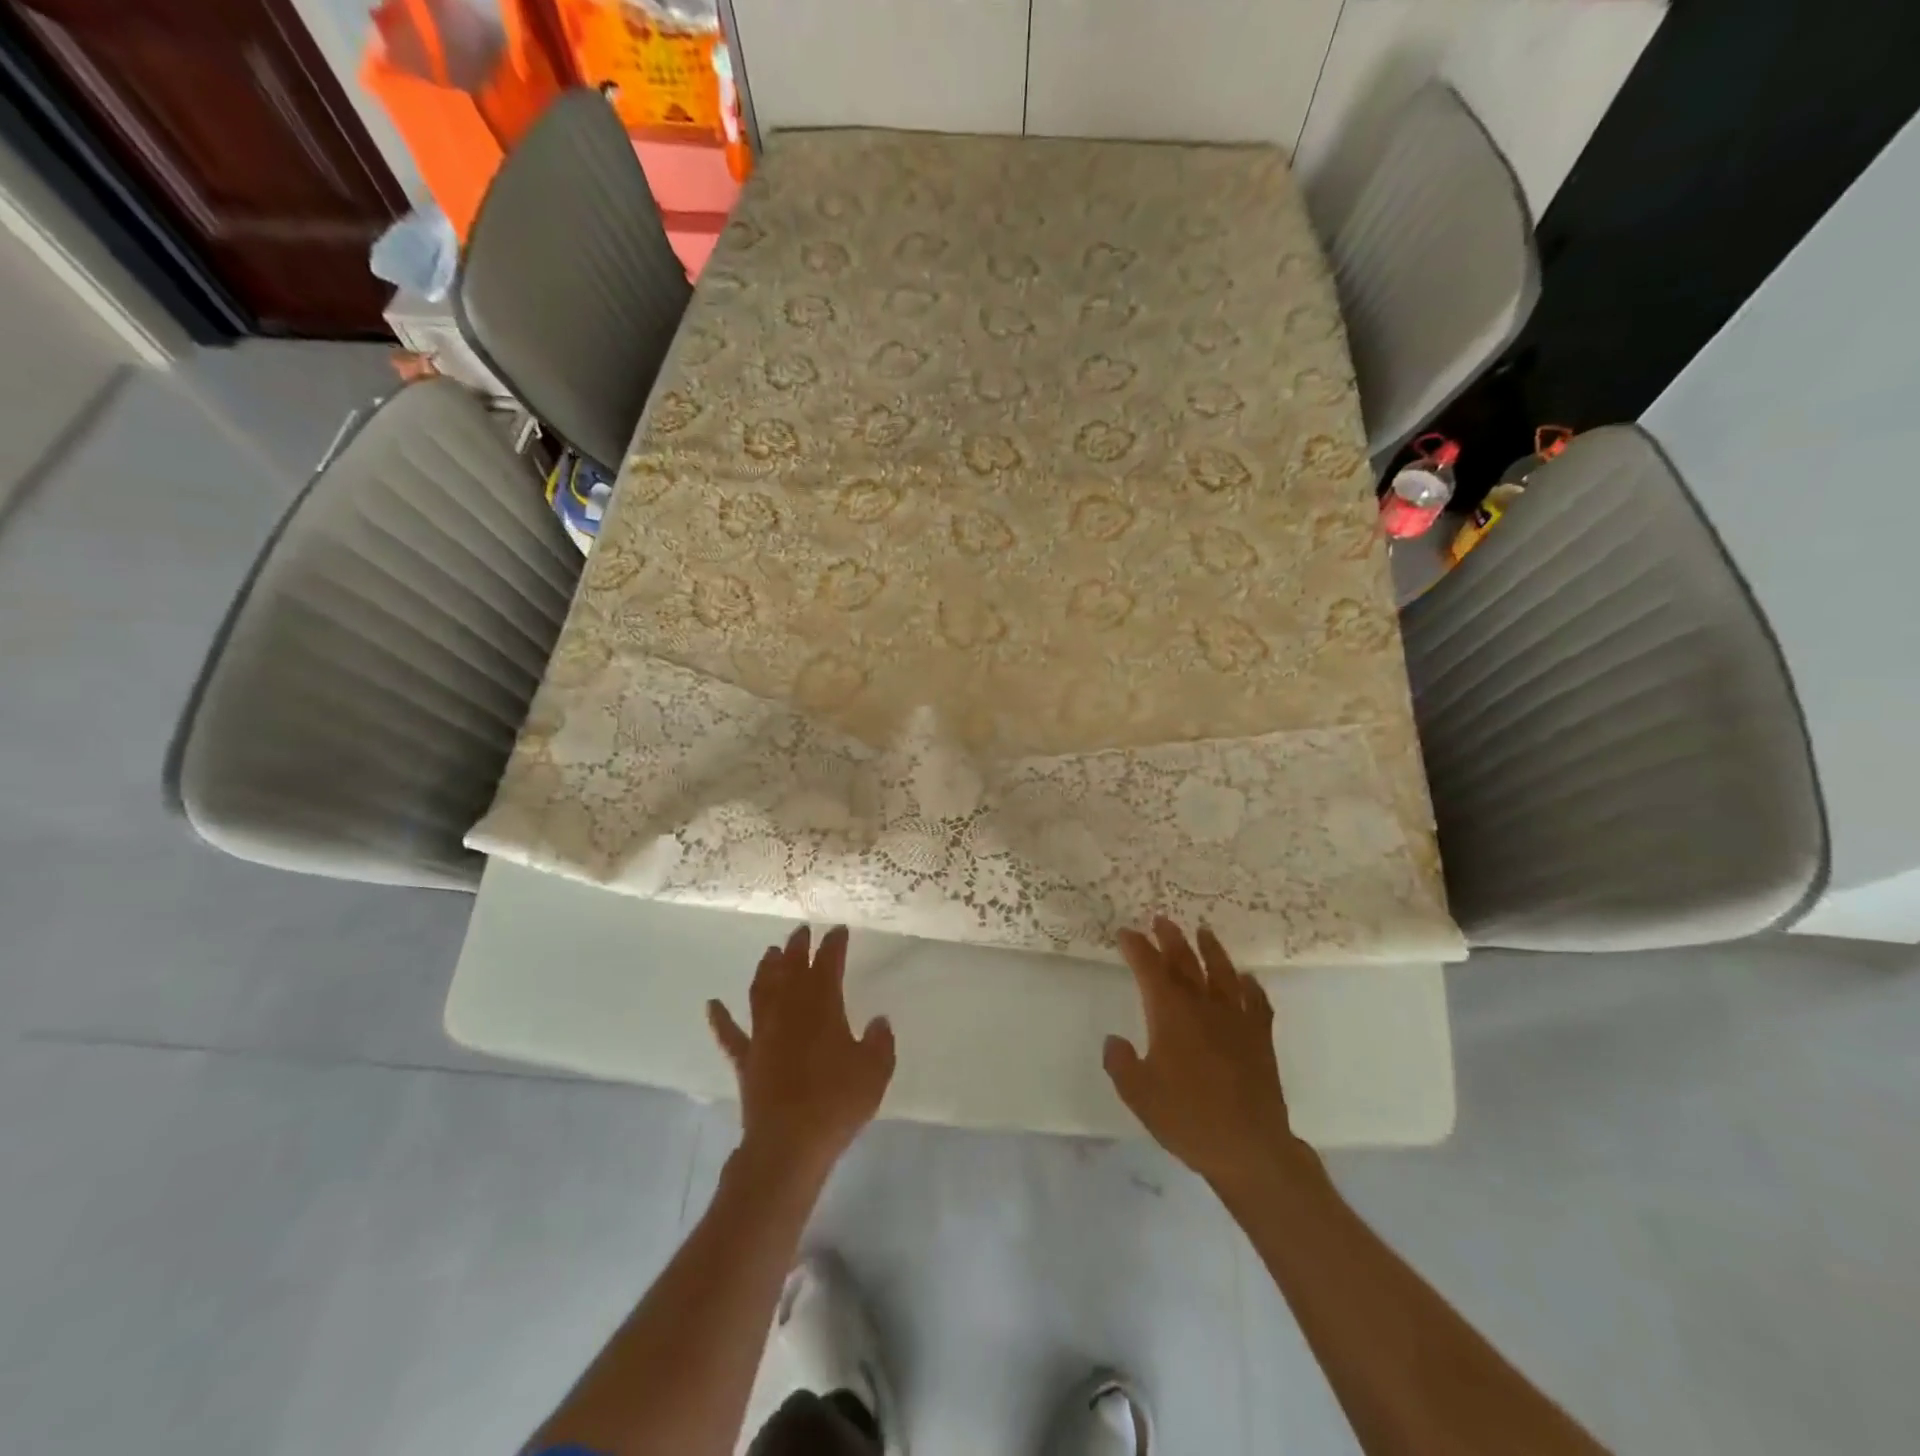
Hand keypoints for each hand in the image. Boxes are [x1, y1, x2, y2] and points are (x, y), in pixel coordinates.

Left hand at [707, 925, 894, 1184]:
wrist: (790, 1143)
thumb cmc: (837, 1102)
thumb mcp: (875, 1071)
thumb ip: (880, 1042)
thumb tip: (879, 1021)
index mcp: (823, 1006)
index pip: (828, 964)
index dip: (833, 945)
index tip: (838, 930)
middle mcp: (790, 1011)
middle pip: (791, 969)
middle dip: (797, 947)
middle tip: (801, 931)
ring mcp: (763, 1034)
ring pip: (761, 991)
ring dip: (766, 969)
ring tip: (769, 952)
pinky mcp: (746, 1060)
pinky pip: (730, 1035)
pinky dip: (719, 1018)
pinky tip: (712, 1005)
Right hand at [1104, 918, 1317, 1193]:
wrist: (1249, 1148)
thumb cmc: (1187, 1118)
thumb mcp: (1138, 1094)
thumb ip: (1120, 1062)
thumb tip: (1114, 1039)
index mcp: (1170, 1013)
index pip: (1149, 968)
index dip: (1136, 948)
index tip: (1125, 933)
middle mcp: (1203, 1006)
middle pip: (1185, 961)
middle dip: (1170, 938)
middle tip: (1160, 920)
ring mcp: (1235, 1018)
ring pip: (1222, 972)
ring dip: (1210, 949)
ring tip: (1203, 932)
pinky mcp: (1260, 1037)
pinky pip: (1256, 1001)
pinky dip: (1249, 985)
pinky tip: (1246, 979)